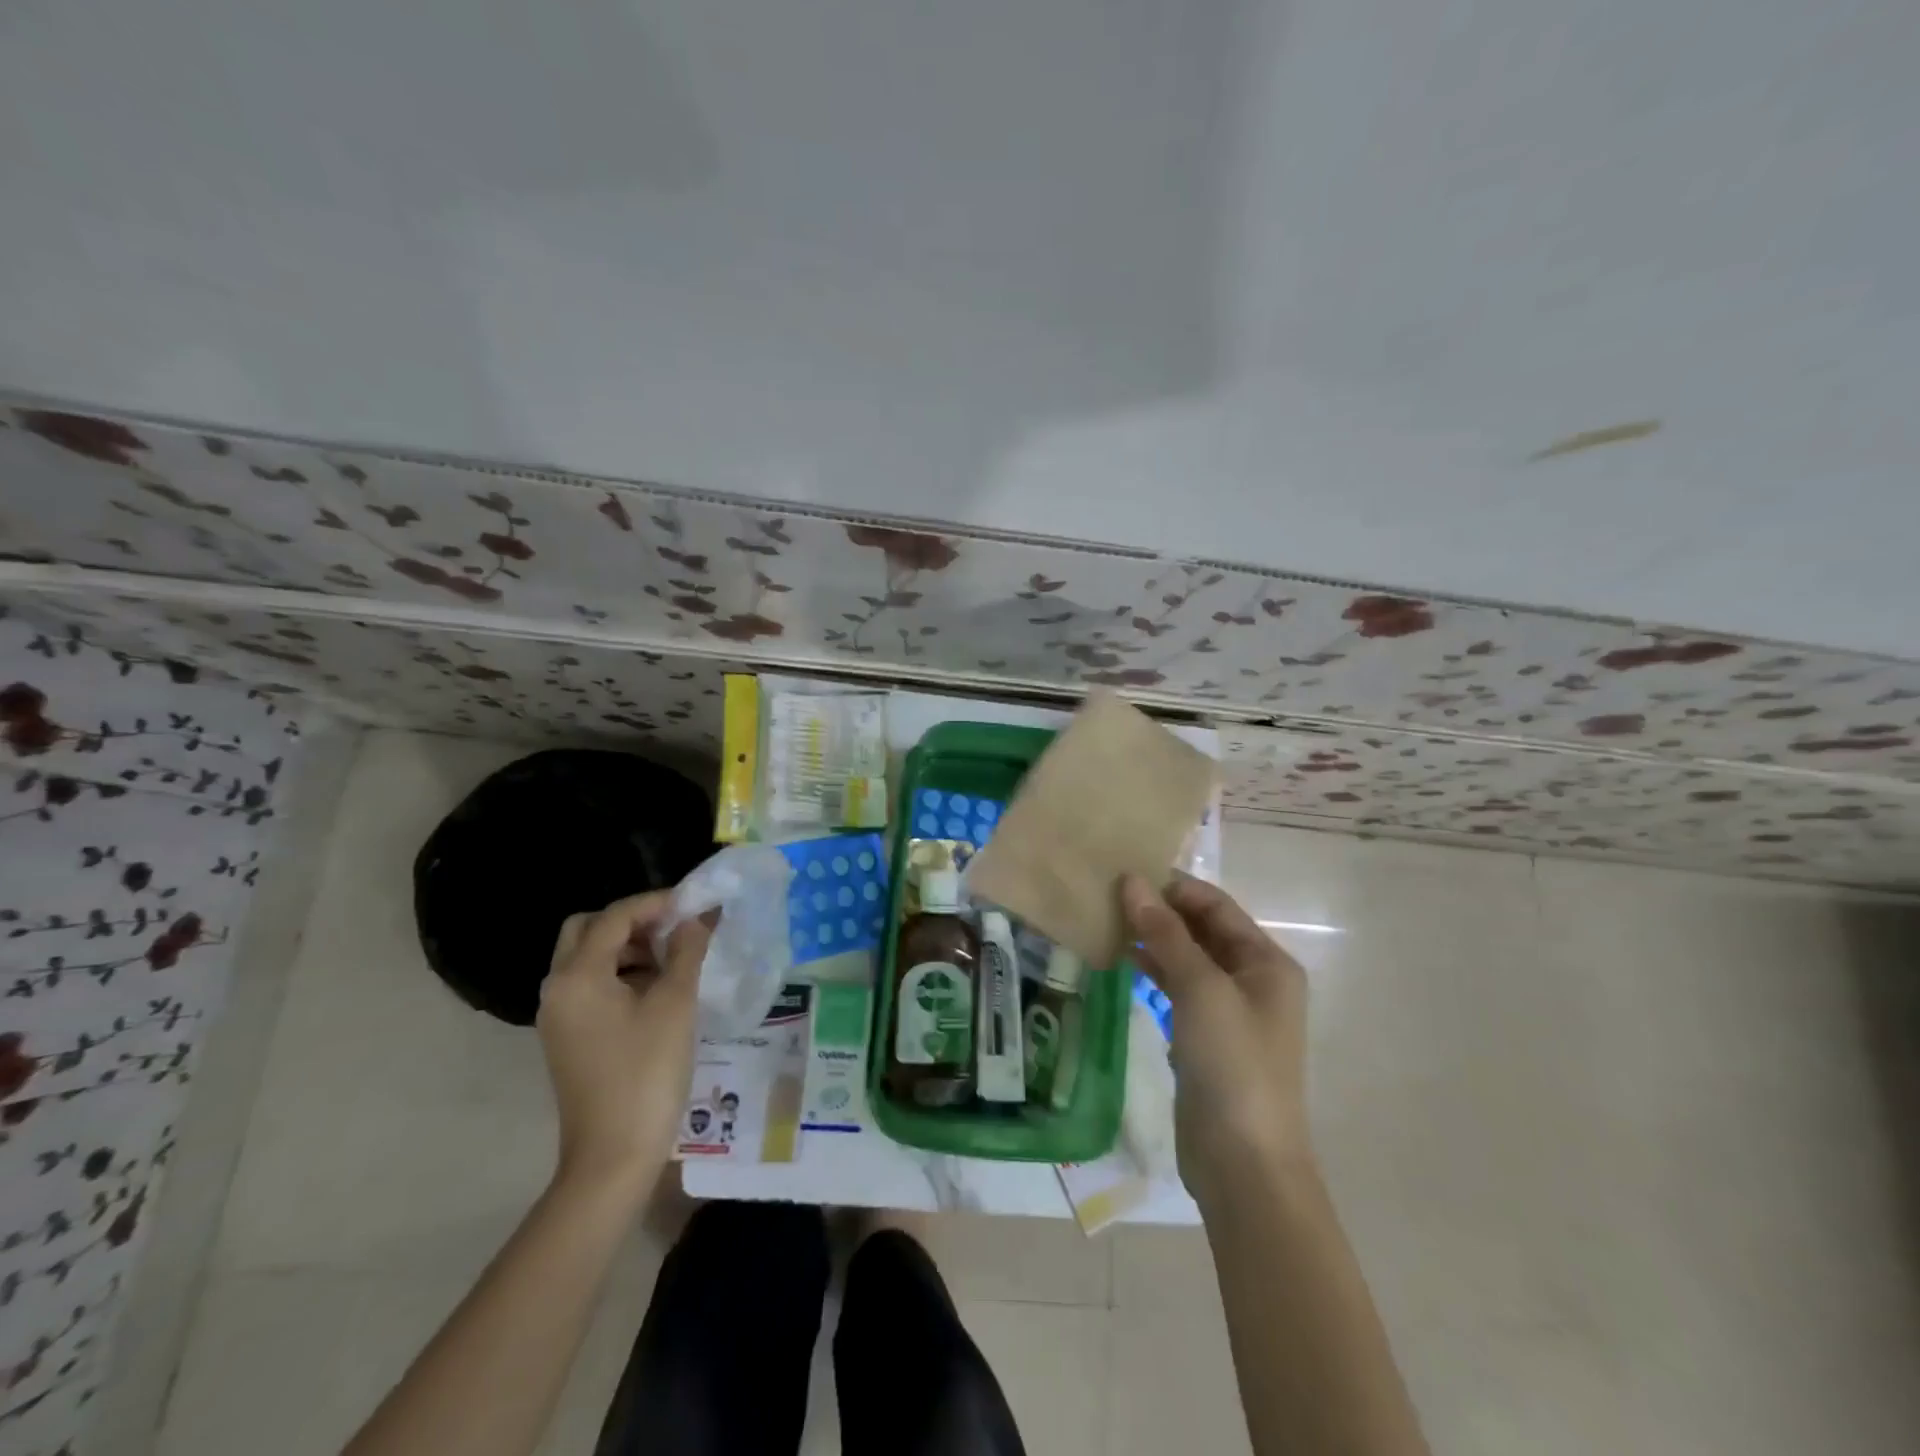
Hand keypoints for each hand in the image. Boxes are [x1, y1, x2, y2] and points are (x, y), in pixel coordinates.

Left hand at [537, 893, 713, 1195]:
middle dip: (631, 921)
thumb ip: (686, 951)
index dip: (655, 903)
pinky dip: (621, 974)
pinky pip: (591, 986)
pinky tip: (658, 990)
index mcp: (577, 976)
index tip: (694, 904)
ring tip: (674, 958)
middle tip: (673, 928)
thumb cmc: (646, 1073)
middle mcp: (558, 989)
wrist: (613, 1157)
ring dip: (628, 947)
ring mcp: (559, 1016)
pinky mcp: (569, 1037)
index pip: (613, 917)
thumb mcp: (675, 1004)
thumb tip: (695, 918)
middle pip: (587, 931)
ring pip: (588, 959)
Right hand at [1122, 873, 1311, 1199]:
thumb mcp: (1200, 989)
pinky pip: (1178, 988)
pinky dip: (1153, 971)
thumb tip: (1132, 881)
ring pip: (1187, 958)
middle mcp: (1252, 979)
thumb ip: (1166, 933)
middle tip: (1107, 894)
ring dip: (1153, 939)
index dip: (1173, 887)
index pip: (1216, 905)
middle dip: (1160, 911)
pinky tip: (1120, 959)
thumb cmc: (1232, 1063)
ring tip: (1106, 920)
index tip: (1125, 872)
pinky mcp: (1206, 1036)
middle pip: (1202, 929)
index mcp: (1266, 961)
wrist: (1243, 1162)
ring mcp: (1229, 1010)